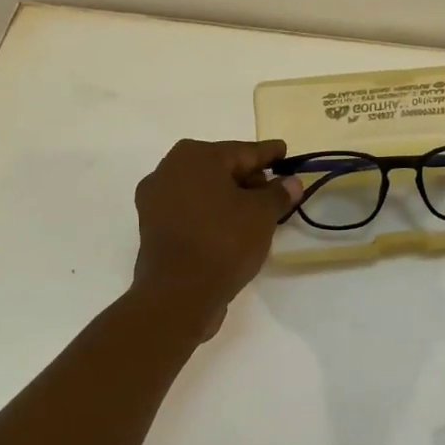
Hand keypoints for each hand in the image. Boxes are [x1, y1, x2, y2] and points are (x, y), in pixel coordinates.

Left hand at [131, 139, 303, 339]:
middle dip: (248, 177)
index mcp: (196, 156)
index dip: (268, 154)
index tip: (284, 151)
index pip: (243, 151)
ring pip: (203, 190)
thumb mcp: (262, 214)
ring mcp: (156, 199)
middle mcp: (169, 169)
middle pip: (220, 168)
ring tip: (257, 212)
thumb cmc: (224, 241)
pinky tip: (231, 227)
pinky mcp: (152, 227)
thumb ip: (279, 193)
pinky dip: (211, 214)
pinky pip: (190, 210)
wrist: (178, 293)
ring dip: (229, 197)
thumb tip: (291, 182)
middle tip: (274, 190)